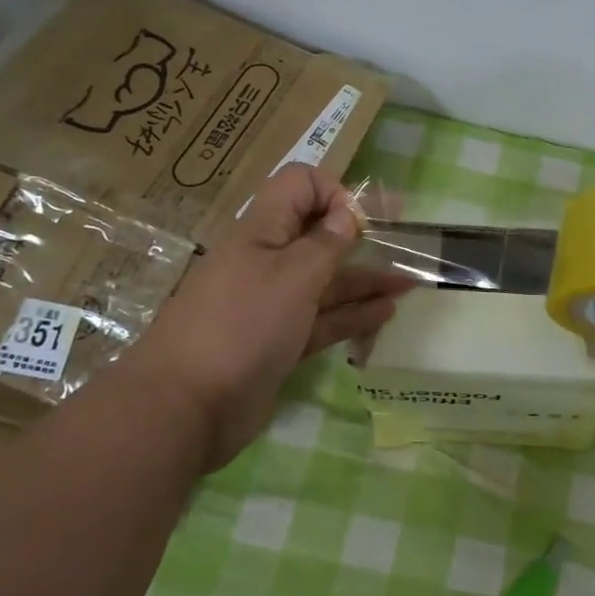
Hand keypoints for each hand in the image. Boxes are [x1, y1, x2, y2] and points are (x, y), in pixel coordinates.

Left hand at [120, 164, 414, 469]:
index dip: (334, 192)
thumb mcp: (292, 276)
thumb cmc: (242, 326)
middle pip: (317, 234)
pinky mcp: (278, 343)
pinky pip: (322, 320)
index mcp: (261, 231)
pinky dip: (353, 314)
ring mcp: (271, 305)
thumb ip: (326, 243)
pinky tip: (386, 312)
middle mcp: (266, 261)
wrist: (185, 409)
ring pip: (325, 281)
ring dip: (366, 279)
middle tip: (405, 238)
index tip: (364, 219)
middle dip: (360, 234)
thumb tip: (347, 212)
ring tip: (409, 282)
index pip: (299, 186)